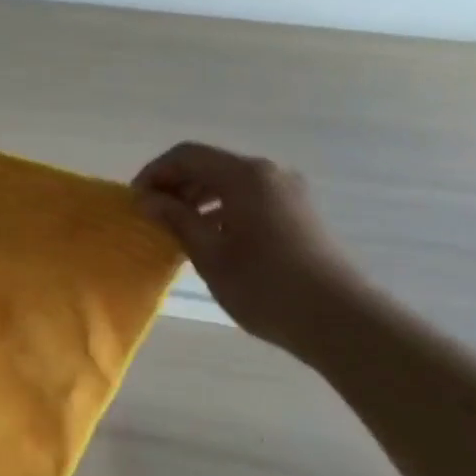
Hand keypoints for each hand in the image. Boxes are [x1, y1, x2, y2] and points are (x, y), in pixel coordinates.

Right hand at [132, 143, 365, 351]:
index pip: (187, 155)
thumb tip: (148, 200)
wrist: (340, 320)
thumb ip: (176, 220)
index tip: (135, 200)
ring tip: (177, 227)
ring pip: (230, 181)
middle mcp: (268, 173)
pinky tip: (210, 236)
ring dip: (198, 196)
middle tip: (151, 214)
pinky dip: (222, 207)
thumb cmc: (266, 286)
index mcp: (245, 176)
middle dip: (175, 184)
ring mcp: (288, 191)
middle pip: (209, 164)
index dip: (155, 172)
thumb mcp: (210, 254)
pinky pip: (249, 196)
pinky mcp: (298, 212)